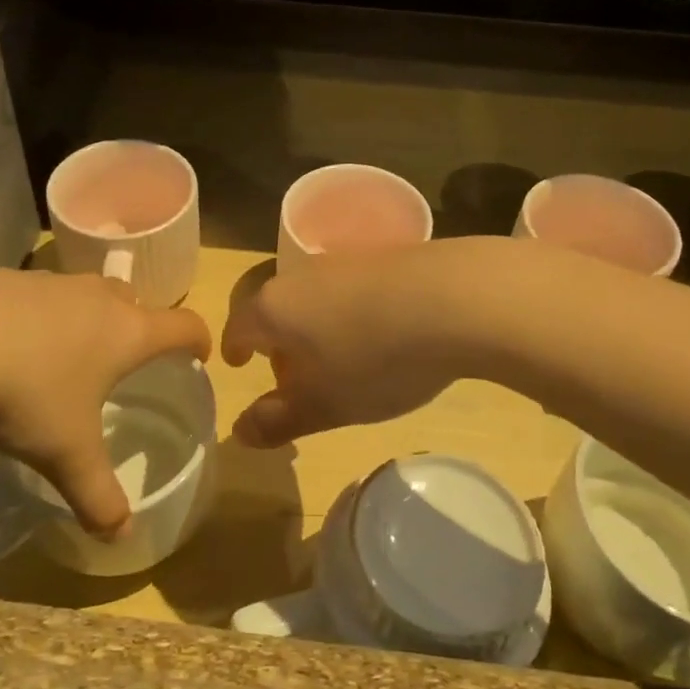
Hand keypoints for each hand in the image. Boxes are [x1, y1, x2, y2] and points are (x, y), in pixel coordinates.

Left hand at [0, 267, 210, 535]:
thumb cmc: (28, 392)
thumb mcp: (66, 454)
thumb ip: (98, 496)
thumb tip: (122, 536)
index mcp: (127, 332)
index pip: (183, 325)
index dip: (198, 340)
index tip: (199, 354)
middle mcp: (98, 298)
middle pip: (135, 302)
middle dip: (139, 326)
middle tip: (127, 359)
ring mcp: (52, 282)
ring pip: (87, 295)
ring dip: (88, 318)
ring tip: (67, 354)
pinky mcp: (9, 278)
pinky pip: (41, 295)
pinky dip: (41, 316)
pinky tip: (12, 346)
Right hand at [222, 245, 475, 446]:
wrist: (455, 299)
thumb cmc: (375, 359)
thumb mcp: (325, 405)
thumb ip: (278, 420)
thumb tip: (239, 431)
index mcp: (275, 308)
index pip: (238, 326)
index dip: (234, 349)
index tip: (238, 363)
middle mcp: (301, 276)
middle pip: (276, 311)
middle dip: (279, 345)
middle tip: (295, 379)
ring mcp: (345, 262)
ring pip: (314, 300)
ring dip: (316, 331)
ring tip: (342, 363)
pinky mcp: (384, 258)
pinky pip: (351, 291)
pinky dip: (351, 316)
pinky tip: (382, 338)